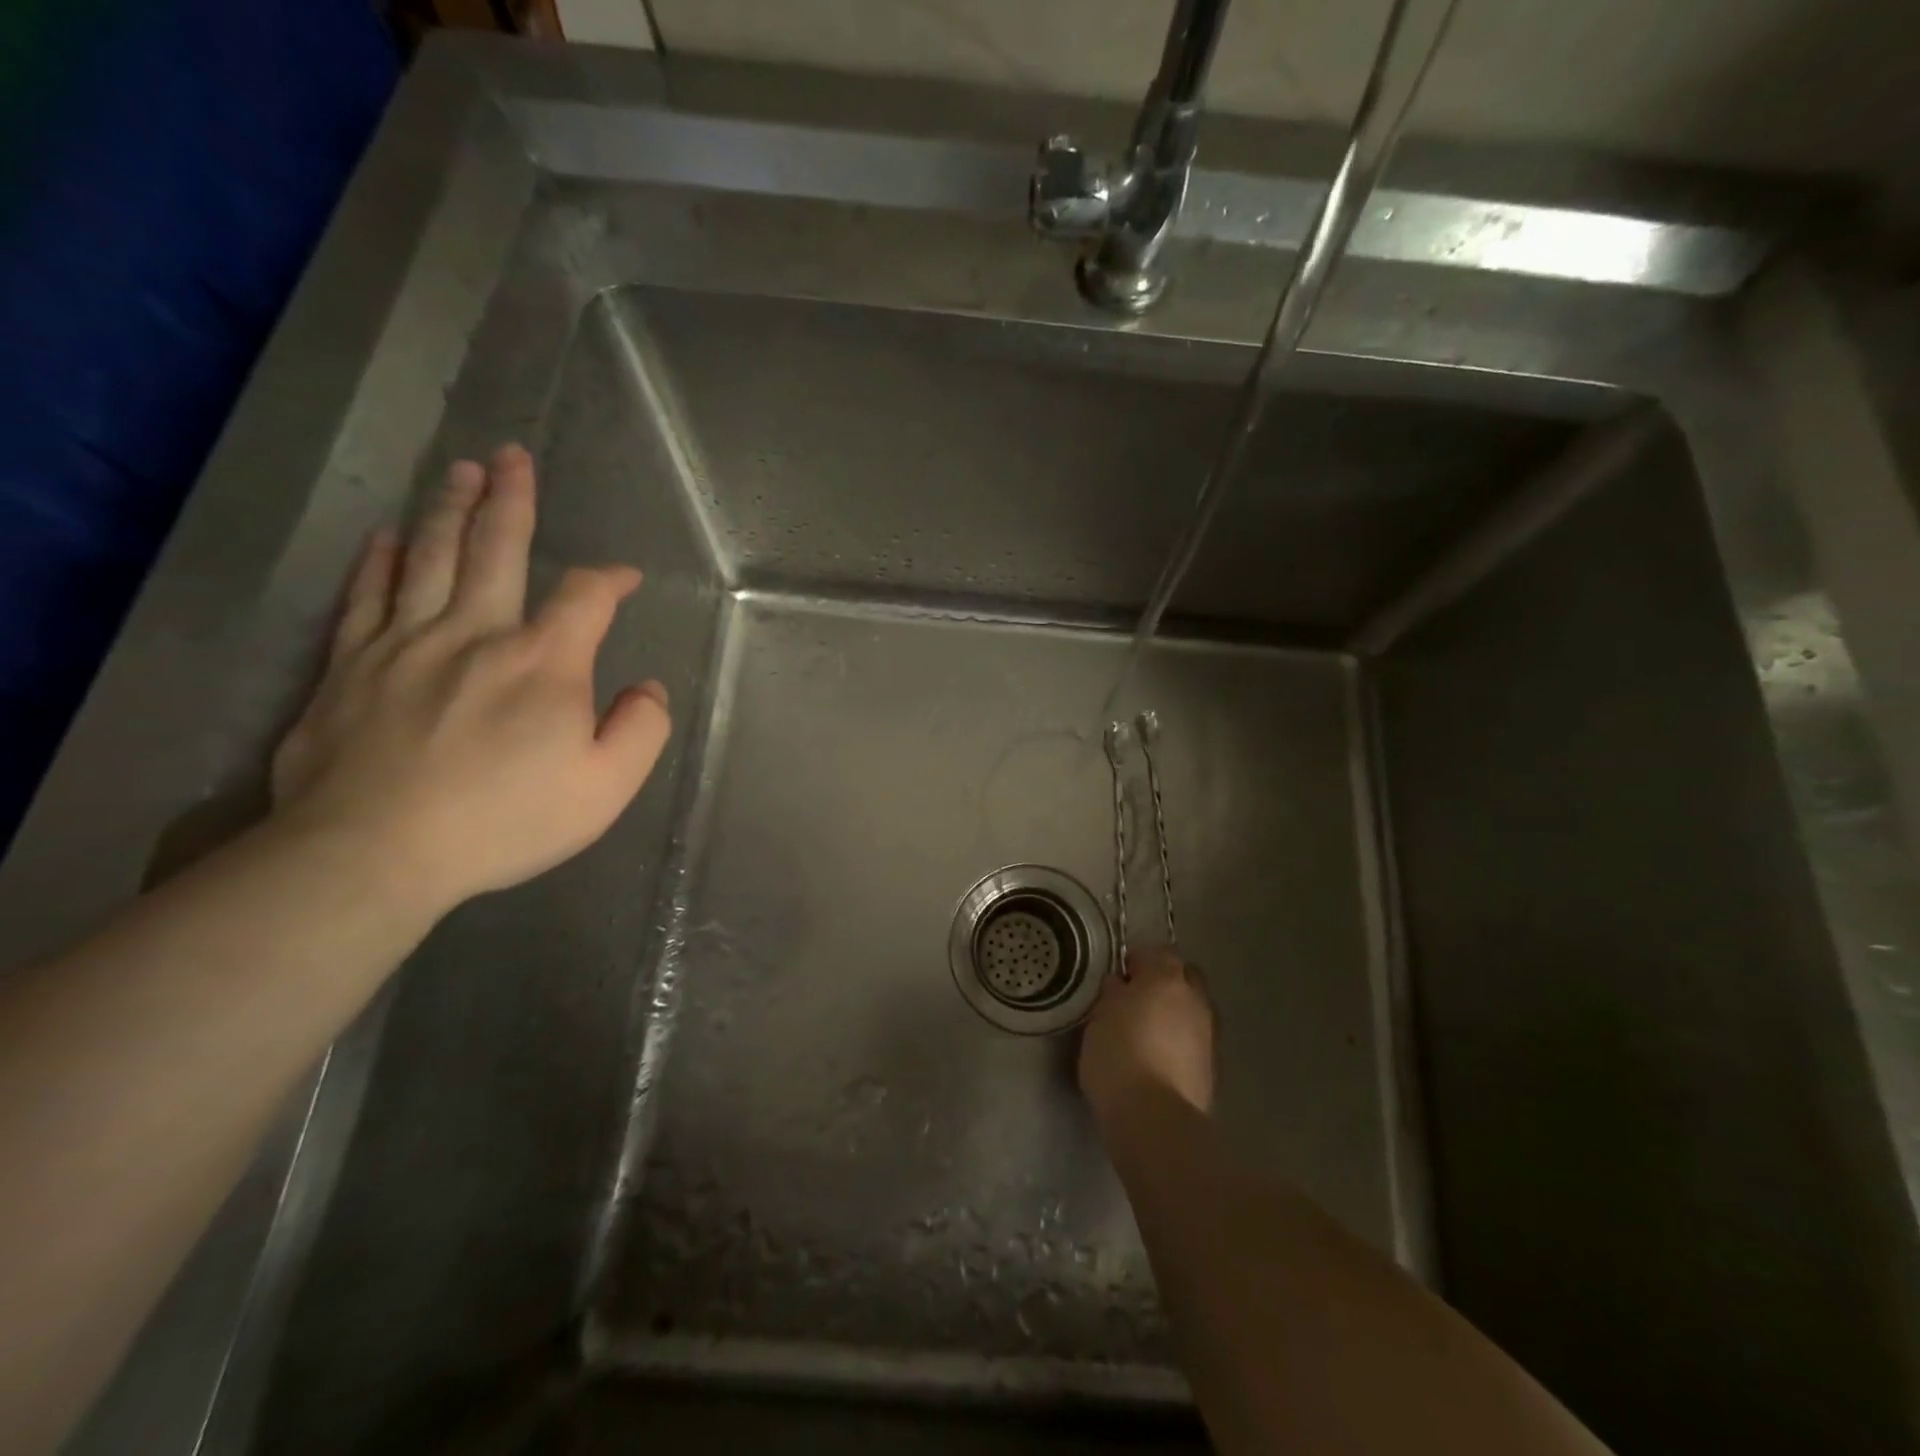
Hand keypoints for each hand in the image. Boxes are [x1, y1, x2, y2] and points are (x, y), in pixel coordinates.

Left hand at [270, 445, 671, 913]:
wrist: (373, 852)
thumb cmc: (505, 820)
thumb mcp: (606, 787)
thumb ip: (641, 729)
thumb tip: (646, 688)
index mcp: (544, 662)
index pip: (586, 597)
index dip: (610, 579)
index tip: (625, 579)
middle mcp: (475, 633)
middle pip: (495, 549)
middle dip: (511, 500)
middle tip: (512, 456)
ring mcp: (404, 644)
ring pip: (429, 557)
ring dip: (448, 509)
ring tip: (459, 471)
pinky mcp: (349, 667)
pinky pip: (366, 596)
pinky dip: (380, 561)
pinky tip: (388, 537)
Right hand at [1079, 947, 1214, 1119]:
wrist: (1154, 1119)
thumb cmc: (1117, 1056)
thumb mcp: (1099, 1017)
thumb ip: (1114, 994)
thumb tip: (1123, 985)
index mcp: (1166, 978)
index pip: (1159, 952)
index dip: (1139, 961)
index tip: (1121, 978)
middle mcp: (1195, 999)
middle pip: (1185, 977)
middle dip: (1166, 983)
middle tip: (1138, 1001)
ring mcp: (1209, 1034)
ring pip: (1194, 1010)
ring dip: (1176, 1015)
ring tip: (1149, 1034)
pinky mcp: (1213, 1068)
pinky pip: (1196, 1042)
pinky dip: (1182, 1044)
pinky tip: (1161, 1061)